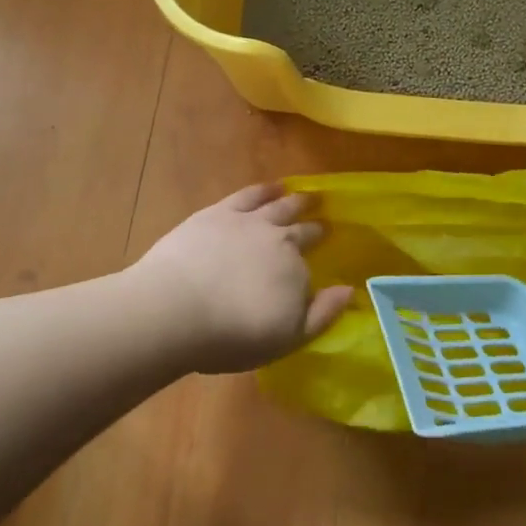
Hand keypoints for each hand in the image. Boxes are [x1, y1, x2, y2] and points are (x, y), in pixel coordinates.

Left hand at [130, 183, 353, 374]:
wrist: (176, 309)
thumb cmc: (232, 335)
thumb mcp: (287, 339)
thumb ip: (321, 315)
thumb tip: (349, 290)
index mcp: (295, 271)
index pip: (310, 262)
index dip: (318, 256)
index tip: (327, 248)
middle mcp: (278, 240)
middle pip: (300, 230)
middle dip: (314, 227)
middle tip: (324, 221)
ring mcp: (248, 223)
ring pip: (279, 206)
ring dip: (296, 201)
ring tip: (307, 195)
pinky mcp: (218, 213)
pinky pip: (249, 195)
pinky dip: (264, 189)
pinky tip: (273, 186)